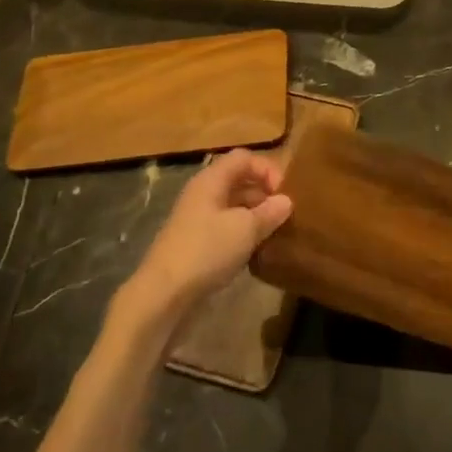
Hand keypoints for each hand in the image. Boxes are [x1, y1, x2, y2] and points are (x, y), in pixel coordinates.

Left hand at [126, 149, 292, 318]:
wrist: (164, 293)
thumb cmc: (207, 251)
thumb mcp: (246, 229)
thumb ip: (269, 212)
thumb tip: (287, 201)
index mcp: (211, 181)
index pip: (244, 158)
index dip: (267, 169)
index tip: (284, 194)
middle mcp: (203, 194)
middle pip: (239, 180)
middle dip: (264, 193)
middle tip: (285, 215)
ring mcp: (197, 219)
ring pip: (234, 205)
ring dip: (256, 214)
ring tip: (275, 232)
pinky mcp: (196, 242)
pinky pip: (226, 227)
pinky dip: (244, 232)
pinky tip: (256, 249)